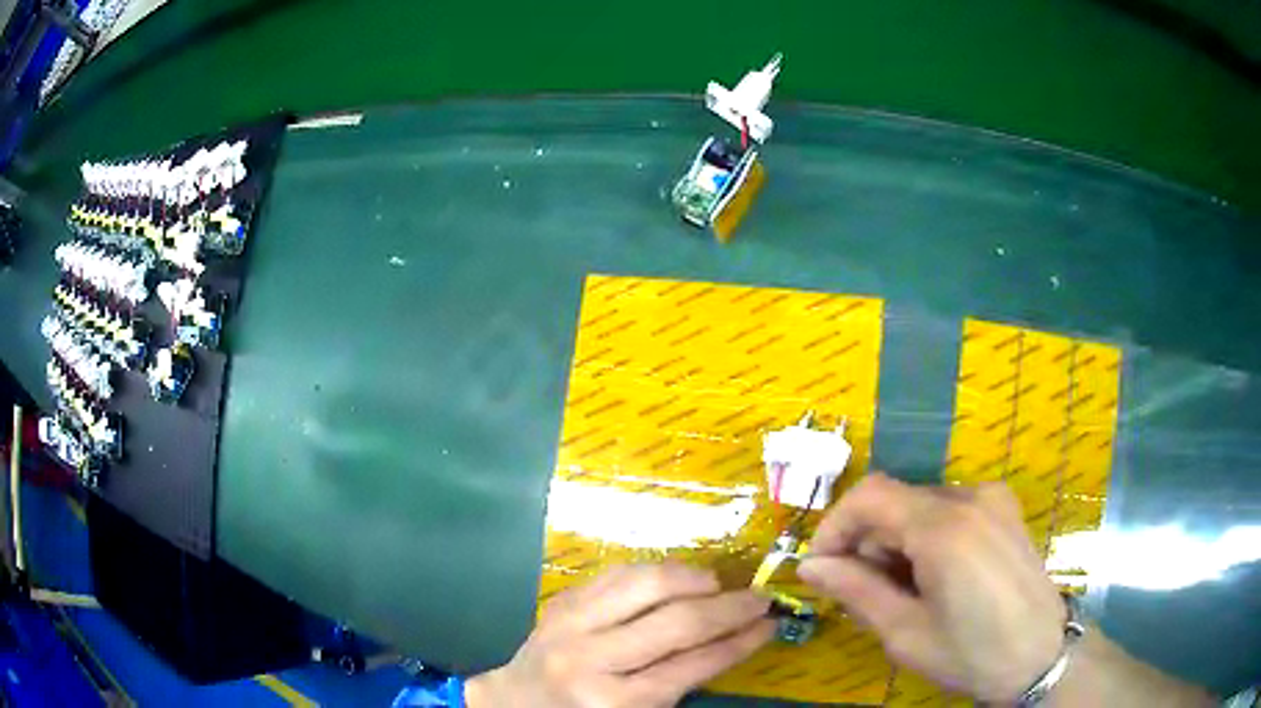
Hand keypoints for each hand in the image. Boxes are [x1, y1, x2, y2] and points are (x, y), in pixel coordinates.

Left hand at [467, 564, 774, 707]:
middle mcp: (593, 661)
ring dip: (693, 579)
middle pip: (677, 622)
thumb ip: (682, 683)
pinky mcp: (561, 602)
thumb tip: (736, 639)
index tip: (771, 623)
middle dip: (730, 608)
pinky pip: (617, 574)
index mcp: (619, 702)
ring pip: (646, 584)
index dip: (742, 641)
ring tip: (718, 585)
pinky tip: (676, 579)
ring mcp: (571, 626)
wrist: (516, 703)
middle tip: (760, 598)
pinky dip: (656, 572)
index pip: (695, 665)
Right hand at [797, 474, 1064, 703]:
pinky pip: (949, 509)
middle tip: (859, 591)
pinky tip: (933, 576)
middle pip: (896, 500)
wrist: (1042, 655)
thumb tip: (811, 567)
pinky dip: (926, 535)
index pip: (870, 496)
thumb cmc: (971, 653)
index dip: (835, 526)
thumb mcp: (905, 633)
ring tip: (900, 590)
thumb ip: (856, 591)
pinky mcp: (1004, 509)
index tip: (821, 567)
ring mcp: (992, 499)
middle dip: (866, 542)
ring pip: (921, 505)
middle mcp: (970, 497)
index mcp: (945, 527)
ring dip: (896, 540)